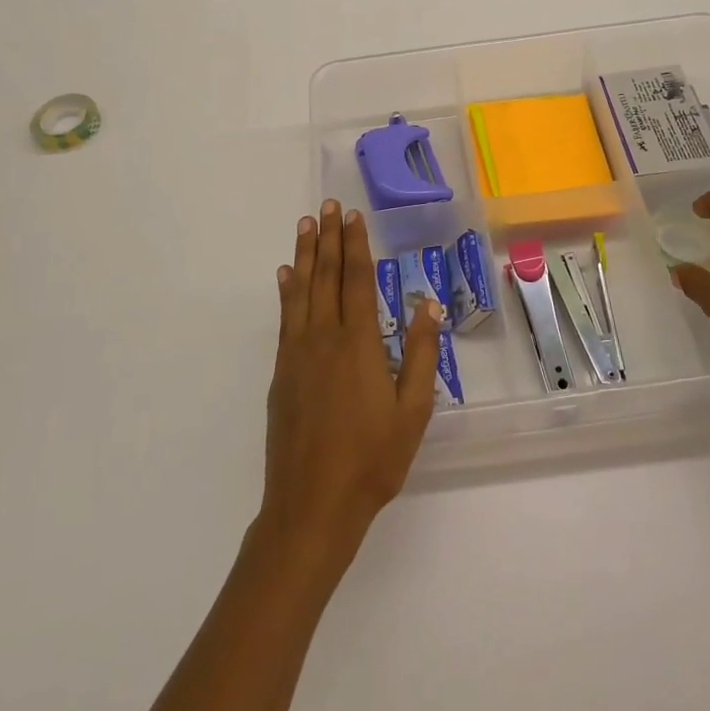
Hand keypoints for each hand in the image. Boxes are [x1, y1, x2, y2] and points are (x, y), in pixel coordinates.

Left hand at [260, 201, 441, 569]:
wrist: (311, 504)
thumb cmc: (372, 460)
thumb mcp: (413, 411)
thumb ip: (421, 353)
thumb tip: (428, 302)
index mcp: (359, 344)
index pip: (357, 281)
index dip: (356, 245)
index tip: (353, 216)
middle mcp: (324, 338)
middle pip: (326, 276)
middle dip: (327, 238)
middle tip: (326, 206)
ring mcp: (297, 354)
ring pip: (301, 291)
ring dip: (304, 254)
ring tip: (305, 225)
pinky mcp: (281, 372)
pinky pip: (285, 318)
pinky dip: (286, 291)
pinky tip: (285, 276)